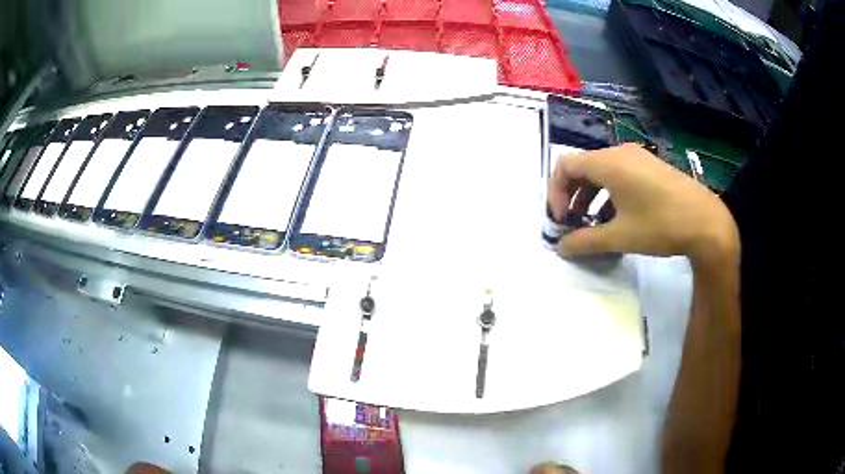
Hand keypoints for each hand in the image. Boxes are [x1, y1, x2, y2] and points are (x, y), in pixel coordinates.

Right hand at [548, 143, 738, 265]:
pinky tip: (617, 216)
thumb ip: (585, 242)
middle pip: (583, 166)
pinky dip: (609, 192)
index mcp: (608, 163)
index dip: (555, 192)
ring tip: (592, 223)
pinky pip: (620, 173)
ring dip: (590, 195)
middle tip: (572, 223)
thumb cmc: (660, 225)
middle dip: (571, 195)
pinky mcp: (651, 166)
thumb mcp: (620, 237)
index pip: (565, 165)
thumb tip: (561, 248)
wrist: (705, 222)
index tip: (561, 220)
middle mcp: (620, 153)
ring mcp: (638, 157)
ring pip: (602, 171)